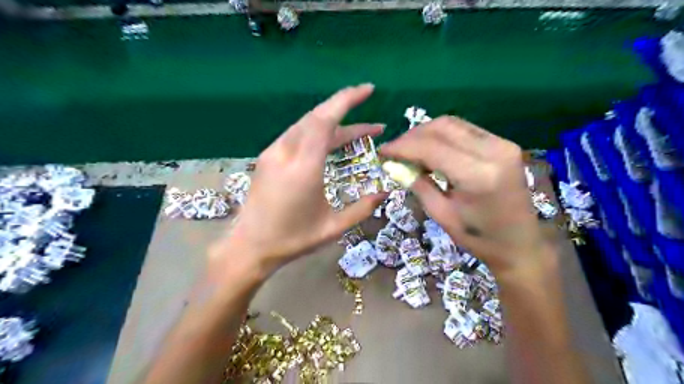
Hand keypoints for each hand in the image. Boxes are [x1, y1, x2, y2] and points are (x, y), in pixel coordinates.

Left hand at [223, 84, 386, 272]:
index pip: (325, 121)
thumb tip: (384, 192)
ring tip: (358, 133)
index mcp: (304, 168)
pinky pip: (296, 135)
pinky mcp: (268, 157)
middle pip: (316, 116)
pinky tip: (331, 142)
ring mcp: (273, 153)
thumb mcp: (333, 228)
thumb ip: (362, 208)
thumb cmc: (292, 239)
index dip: (346, 100)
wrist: (250, 246)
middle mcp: (286, 153)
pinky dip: (317, 131)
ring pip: (306, 124)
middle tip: (369, 108)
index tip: (368, 90)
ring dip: (333, 122)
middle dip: (345, 106)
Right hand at [380, 115, 548, 273]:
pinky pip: (465, 130)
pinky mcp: (503, 145)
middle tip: (394, 151)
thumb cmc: (479, 238)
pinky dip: (443, 136)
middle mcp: (494, 151)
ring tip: (409, 150)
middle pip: (442, 127)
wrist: (521, 244)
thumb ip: (417, 184)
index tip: (382, 151)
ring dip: (426, 133)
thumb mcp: (442, 215)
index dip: (402, 146)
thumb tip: (392, 165)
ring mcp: (502, 144)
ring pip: (453, 124)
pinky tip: (431, 150)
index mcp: (478, 175)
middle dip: (412, 136)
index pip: (431, 147)